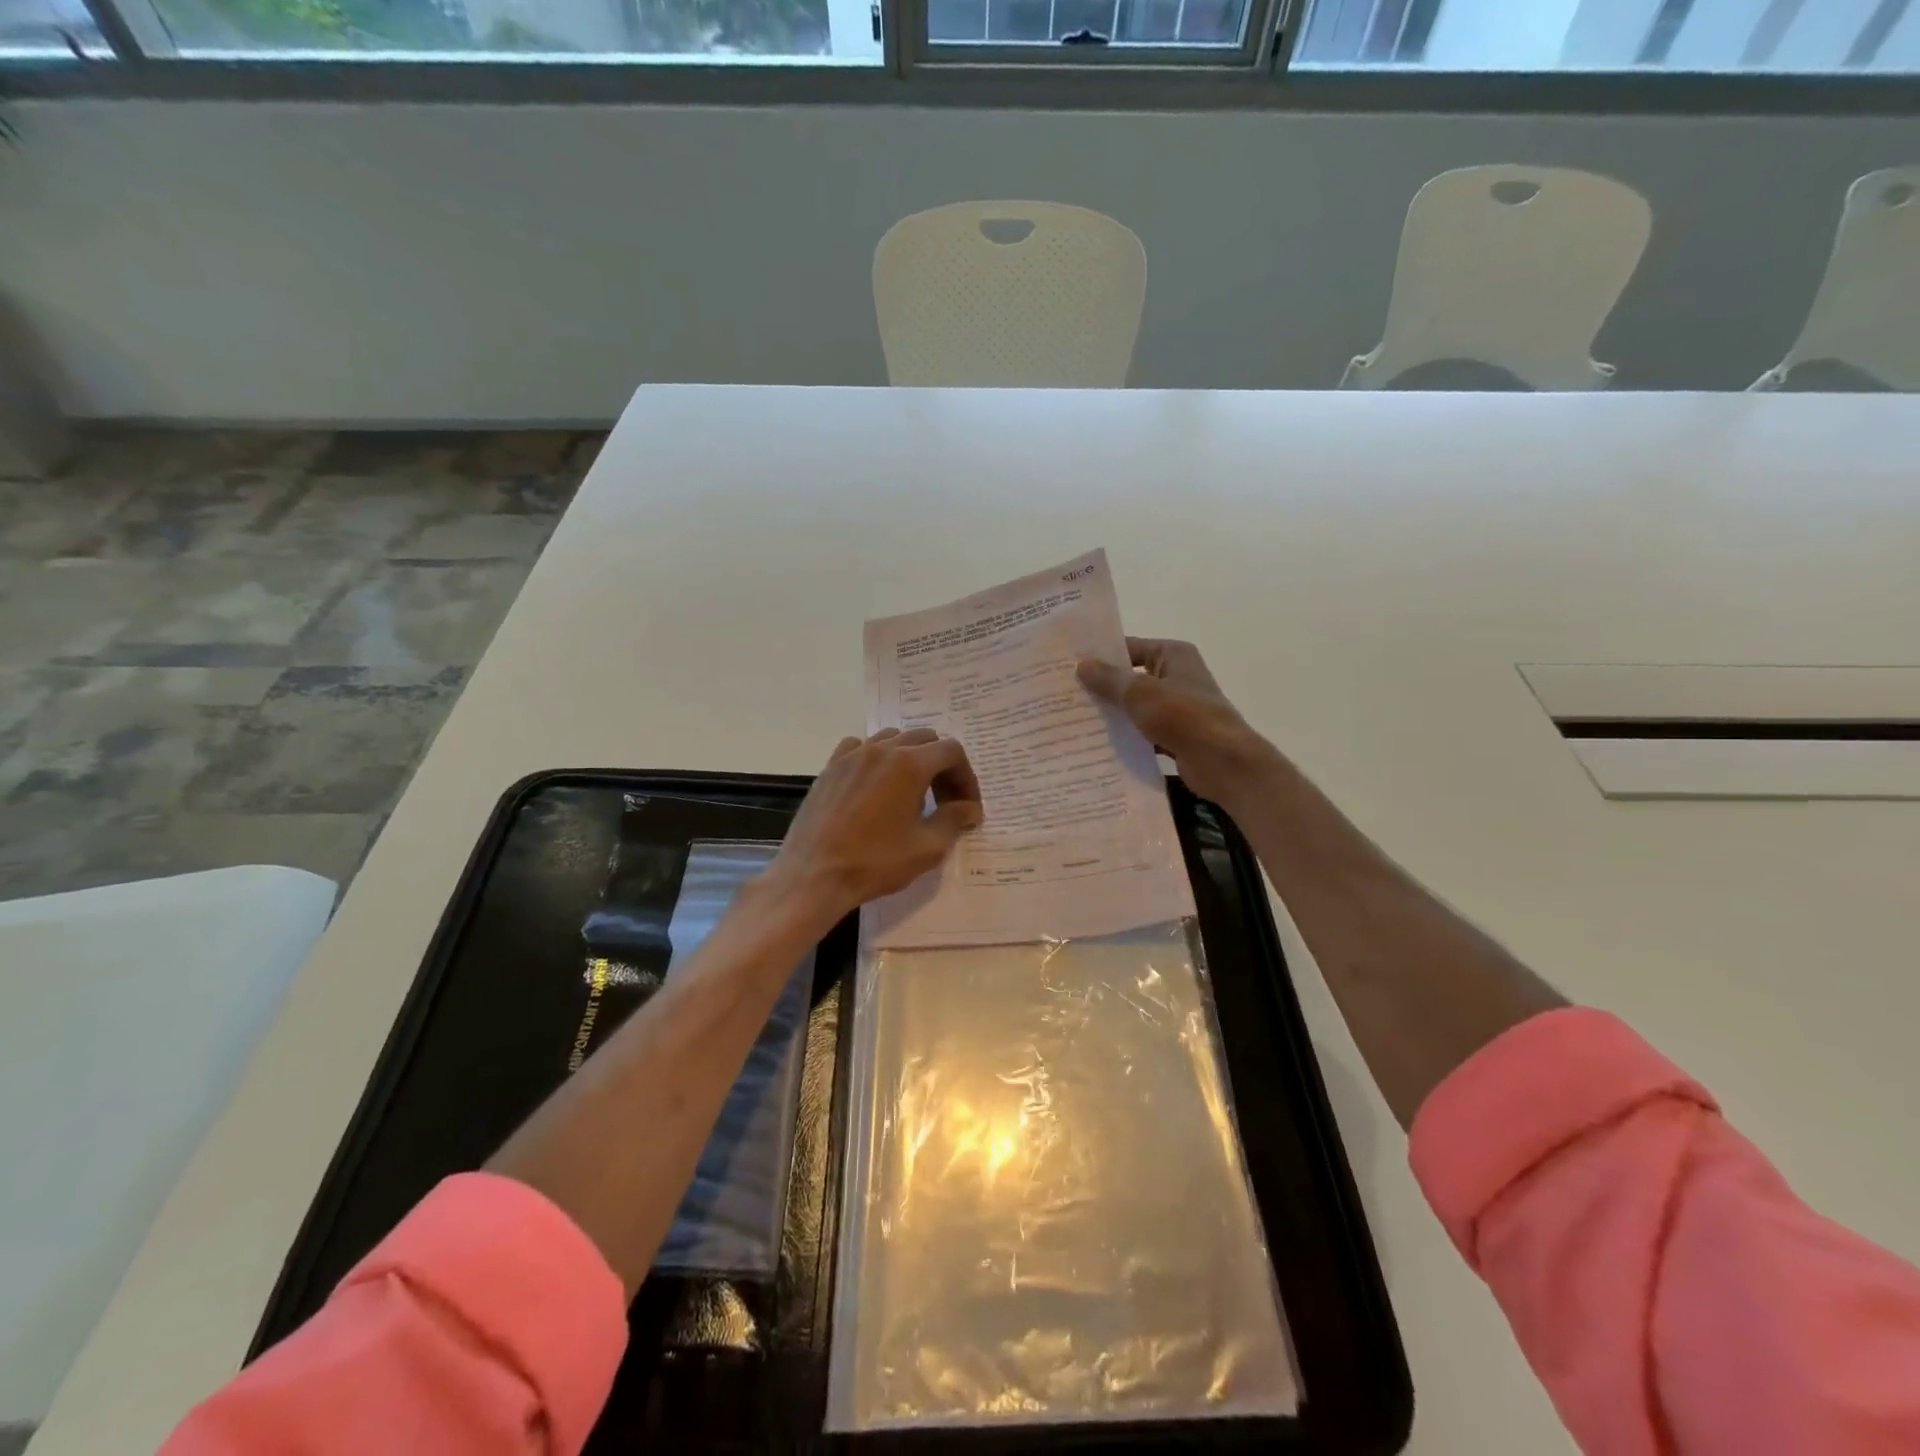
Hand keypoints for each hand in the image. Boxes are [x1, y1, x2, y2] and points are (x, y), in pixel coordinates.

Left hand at [770, 728, 983, 919]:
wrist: (813, 876)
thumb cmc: (874, 862)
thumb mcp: (927, 847)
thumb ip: (954, 820)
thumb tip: (970, 808)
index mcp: (909, 764)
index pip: (952, 752)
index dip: (966, 777)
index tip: (967, 807)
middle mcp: (881, 749)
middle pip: (924, 739)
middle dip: (942, 766)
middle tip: (945, 801)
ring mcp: (851, 755)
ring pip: (892, 738)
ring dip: (911, 758)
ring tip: (912, 791)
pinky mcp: (830, 768)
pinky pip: (860, 747)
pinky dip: (876, 758)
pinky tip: (875, 784)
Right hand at [1077, 637, 1273, 806]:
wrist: (1222, 762)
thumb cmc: (1183, 716)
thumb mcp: (1140, 693)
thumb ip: (1109, 679)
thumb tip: (1081, 664)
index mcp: (1173, 655)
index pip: (1131, 647)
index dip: (1102, 655)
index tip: (1070, 665)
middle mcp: (1177, 676)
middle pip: (1132, 677)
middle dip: (1102, 687)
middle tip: (1065, 694)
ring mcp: (1178, 707)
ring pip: (1136, 707)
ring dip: (1112, 714)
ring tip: (1074, 719)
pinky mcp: (1176, 735)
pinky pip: (1143, 731)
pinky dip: (1126, 737)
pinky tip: (1098, 744)